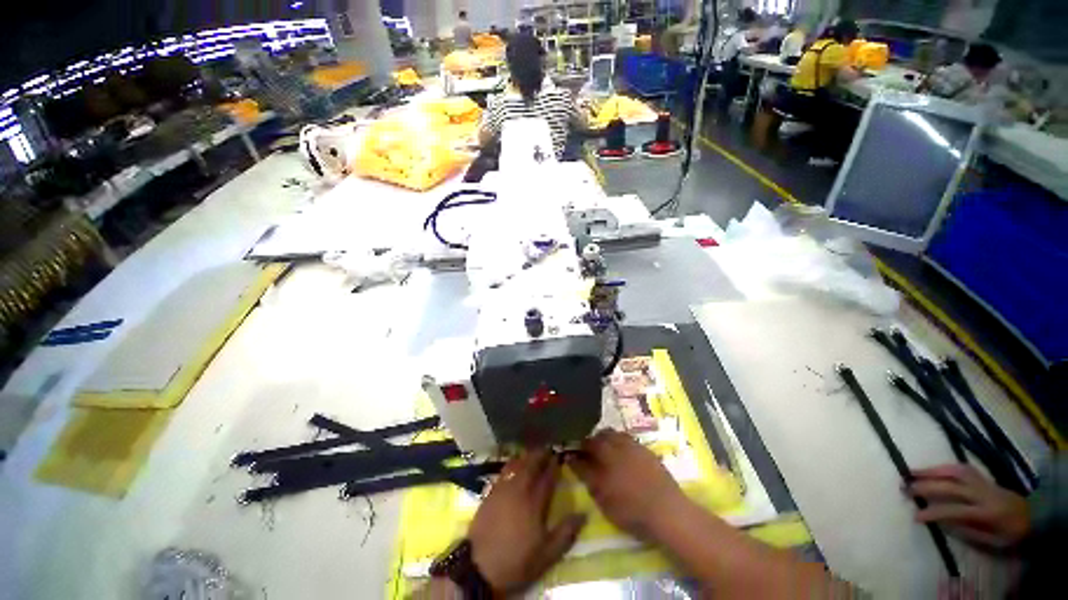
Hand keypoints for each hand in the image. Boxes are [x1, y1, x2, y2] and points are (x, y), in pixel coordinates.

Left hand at [468, 449, 585, 595]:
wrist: (479, 566)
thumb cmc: (516, 561)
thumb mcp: (546, 554)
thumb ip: (566, 532)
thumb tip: (583, 514)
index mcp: (534, 503)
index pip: (547, 478)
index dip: (554, 466)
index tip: (559, 456)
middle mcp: (519, 490)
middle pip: (531, 465)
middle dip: (540, 455)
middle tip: (547, 448)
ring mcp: (503, 489)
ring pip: (516, 465)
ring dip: (526, 456)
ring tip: (532, 452)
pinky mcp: (490, 493)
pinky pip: (504, 471)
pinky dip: (512, 464)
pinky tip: (514, 464)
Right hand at [568, 429, 687, 540]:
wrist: (668, 511)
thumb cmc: (631, 511)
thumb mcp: (603, 499)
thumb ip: (587, 477)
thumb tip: (573, 460)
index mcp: (603, 457)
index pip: (584, 448)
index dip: (576, 451)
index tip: (571, 456)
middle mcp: (616, 446)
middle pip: (598, 436)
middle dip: (590, 442)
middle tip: (588, 453)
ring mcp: (632, 446)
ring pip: (613, 434)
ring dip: (605, 439)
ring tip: (605, 451)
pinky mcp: (645, 449)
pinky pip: (627, 438)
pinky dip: (619, 442)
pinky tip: (622, 454)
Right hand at [907, 464, 1029, 549]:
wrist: (1033, 515)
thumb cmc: (1010, 533)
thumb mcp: (992, 541)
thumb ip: (968, 531)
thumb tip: (942, 522)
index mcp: (987, 512)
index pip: (955, 510)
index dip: (934, 513)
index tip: (915, 516)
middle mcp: (983, 493)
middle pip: (951, 486)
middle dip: (926, 485)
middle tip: (904, 487)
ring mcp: (983, 481)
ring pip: (954, 471)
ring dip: (931, 471)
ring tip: (911, 473)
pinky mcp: (981, 476)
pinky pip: (960, 468)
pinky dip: (943, 467)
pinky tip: (932, 470)